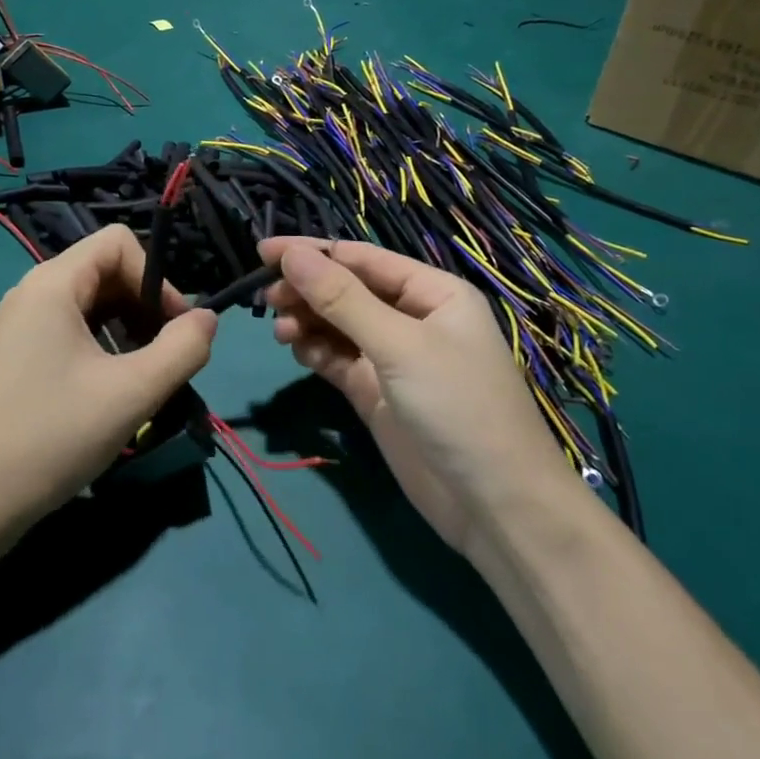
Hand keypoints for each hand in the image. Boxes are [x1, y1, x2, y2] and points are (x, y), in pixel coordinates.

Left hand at [0, 226, 215, 533]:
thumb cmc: (50, 437)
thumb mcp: (131, 394)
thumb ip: (182, 350)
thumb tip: (207, 320)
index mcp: (53, 283)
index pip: (119, 242)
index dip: (156, 277)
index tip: (174, 328)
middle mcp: (33, 292)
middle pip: (105, 271)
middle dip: (144, 306)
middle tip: (164, 359)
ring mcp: (19, 325)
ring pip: (90, 305)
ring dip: (126, 331)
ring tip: (141, 380)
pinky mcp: (15, 356)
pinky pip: (70, 331)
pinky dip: (101, 348)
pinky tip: (108, 393)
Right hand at [258, 237, 584, 553]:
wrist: (496, 508)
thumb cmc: (458, 406)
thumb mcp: (399, 346)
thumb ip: (342, 299)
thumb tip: (291, 254)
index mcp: (432, 292)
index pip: (362, 259)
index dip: (313, 252)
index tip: (263, 251)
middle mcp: (412, 318)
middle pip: (347, 290)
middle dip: (307, 289)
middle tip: (266, 298)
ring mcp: (394, 358)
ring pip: (339, 325)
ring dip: (308, 321)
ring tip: (280, 330)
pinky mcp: (378, 394)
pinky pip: (339, 360)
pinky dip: (316, 351)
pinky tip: (298, 351)